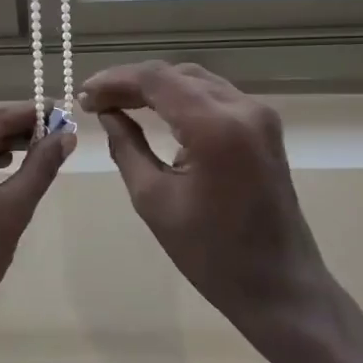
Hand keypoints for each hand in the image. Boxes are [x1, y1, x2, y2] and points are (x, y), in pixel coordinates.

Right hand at [80, 62, 330, 343]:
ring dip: (155, 87)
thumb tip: (107, 114)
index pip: (156, 79)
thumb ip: (126, 147)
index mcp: (216, 127)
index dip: (114, 80)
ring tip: (117, 103)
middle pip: (175, 74)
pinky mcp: (263, 127)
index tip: (82, 95)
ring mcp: (258, 115)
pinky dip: (180, 97)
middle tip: (94, 101)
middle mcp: (242, 109)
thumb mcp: (154, 200)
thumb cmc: (211, 254)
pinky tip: (154, 111)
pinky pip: (214, 96)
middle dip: (131, 82)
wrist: (279, 287)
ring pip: (195, 80)